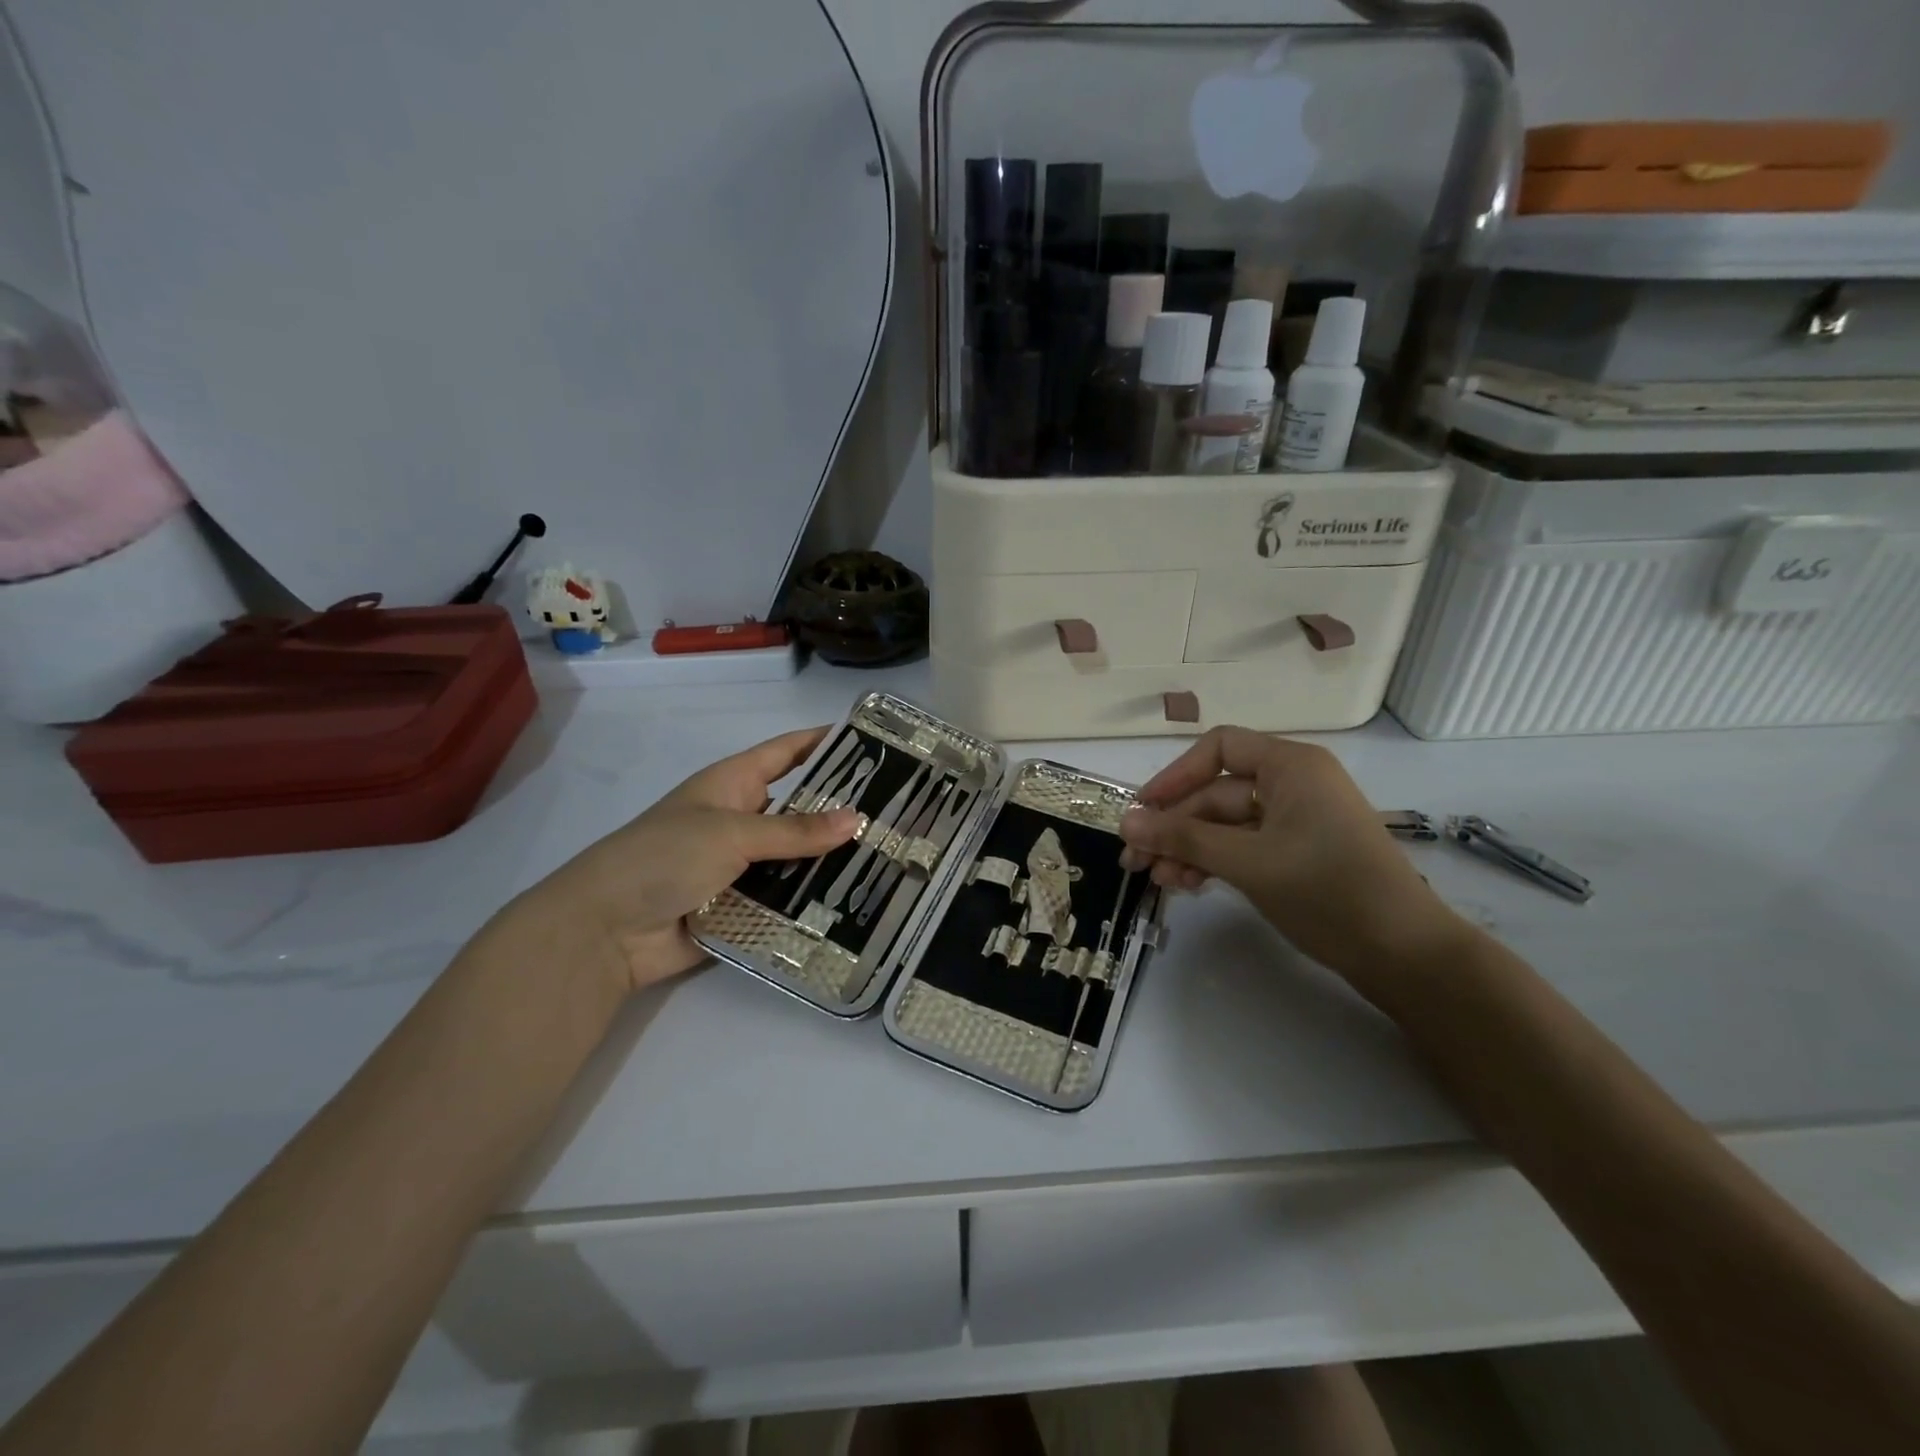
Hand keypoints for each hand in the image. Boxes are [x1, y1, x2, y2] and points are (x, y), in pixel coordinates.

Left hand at [523, 727, 859, 990]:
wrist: (606, 931)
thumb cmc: (664, 857)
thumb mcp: (732, 833)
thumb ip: (795, 831)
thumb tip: (857, 819)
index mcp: (732, 784)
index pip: (786, 752)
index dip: (824, 742)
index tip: (872, 741)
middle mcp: (741, 820)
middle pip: (799, 809)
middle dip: (841, 811)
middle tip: (897, 814)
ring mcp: (741, 866)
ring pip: (797, 858)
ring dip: (832, 862)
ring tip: (889, 861)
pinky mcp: (742, 907)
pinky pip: (785, 900)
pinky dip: (813, 903)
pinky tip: (857, 905)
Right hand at [1118, 726, 1465, 986]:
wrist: (1404, 954)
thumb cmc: (1327, 890)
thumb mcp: (1247, 861)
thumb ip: (1183, 838)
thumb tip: (1125, 822)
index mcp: (1290, 766)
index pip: (1218, 749)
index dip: (1175, 776)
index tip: (1142, 811)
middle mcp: (1292, 784)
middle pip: (1216, 793)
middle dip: (1174, 827)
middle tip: (1135, 861)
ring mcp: (1295, 820)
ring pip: (1225, 825)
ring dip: (1188, 849)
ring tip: (1158, 881)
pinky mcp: (1297, 853)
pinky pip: (1242, 846)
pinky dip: (1213, 862)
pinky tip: (1187, 885)